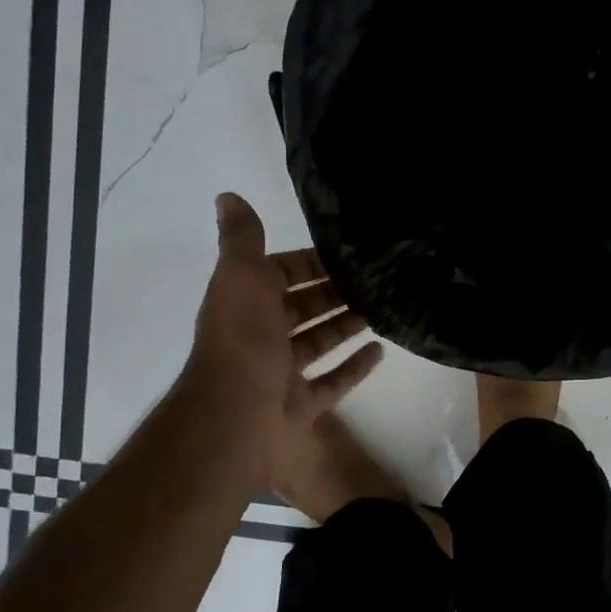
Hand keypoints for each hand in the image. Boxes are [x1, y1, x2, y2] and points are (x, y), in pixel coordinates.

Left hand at [186, 193, 382, 475]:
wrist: (237, 416)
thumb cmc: (243, 340)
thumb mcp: (242, 276)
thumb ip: (242, 238)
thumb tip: (227, 195)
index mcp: (246, 302)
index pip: (280, 272)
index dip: (310, 262)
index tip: (348, 253)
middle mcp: (261, 335)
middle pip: (303, 308)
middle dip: (333, 293)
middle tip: (376, 280)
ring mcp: (281, 374)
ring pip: (319, 342)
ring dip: (346, 325)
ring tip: (383, 309)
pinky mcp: (301, 405)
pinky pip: (332, 382)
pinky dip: (354, 367)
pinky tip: (381, 351)